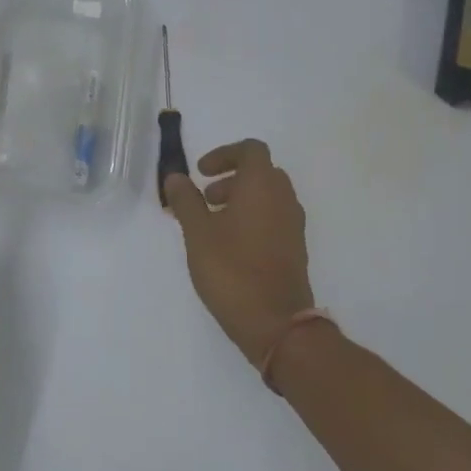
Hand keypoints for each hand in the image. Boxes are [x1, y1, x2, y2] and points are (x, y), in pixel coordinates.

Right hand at [163, 139, 315, 366]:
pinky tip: (229, 246)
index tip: (200, 173)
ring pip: (267, 196)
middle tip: (205, 199)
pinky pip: (273, 218)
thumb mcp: (198, 233)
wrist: (275, 321)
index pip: (250, 150)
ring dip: (240, 199)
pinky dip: (251, 218)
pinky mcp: (294, 247)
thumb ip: (185, 201)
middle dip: (230, 178)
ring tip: (212, 225)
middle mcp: (284, 198)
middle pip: (260, 172)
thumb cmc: (231, 269)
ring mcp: (293, 224)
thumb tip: (175, 177)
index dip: (224, 155)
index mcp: (262, 186)